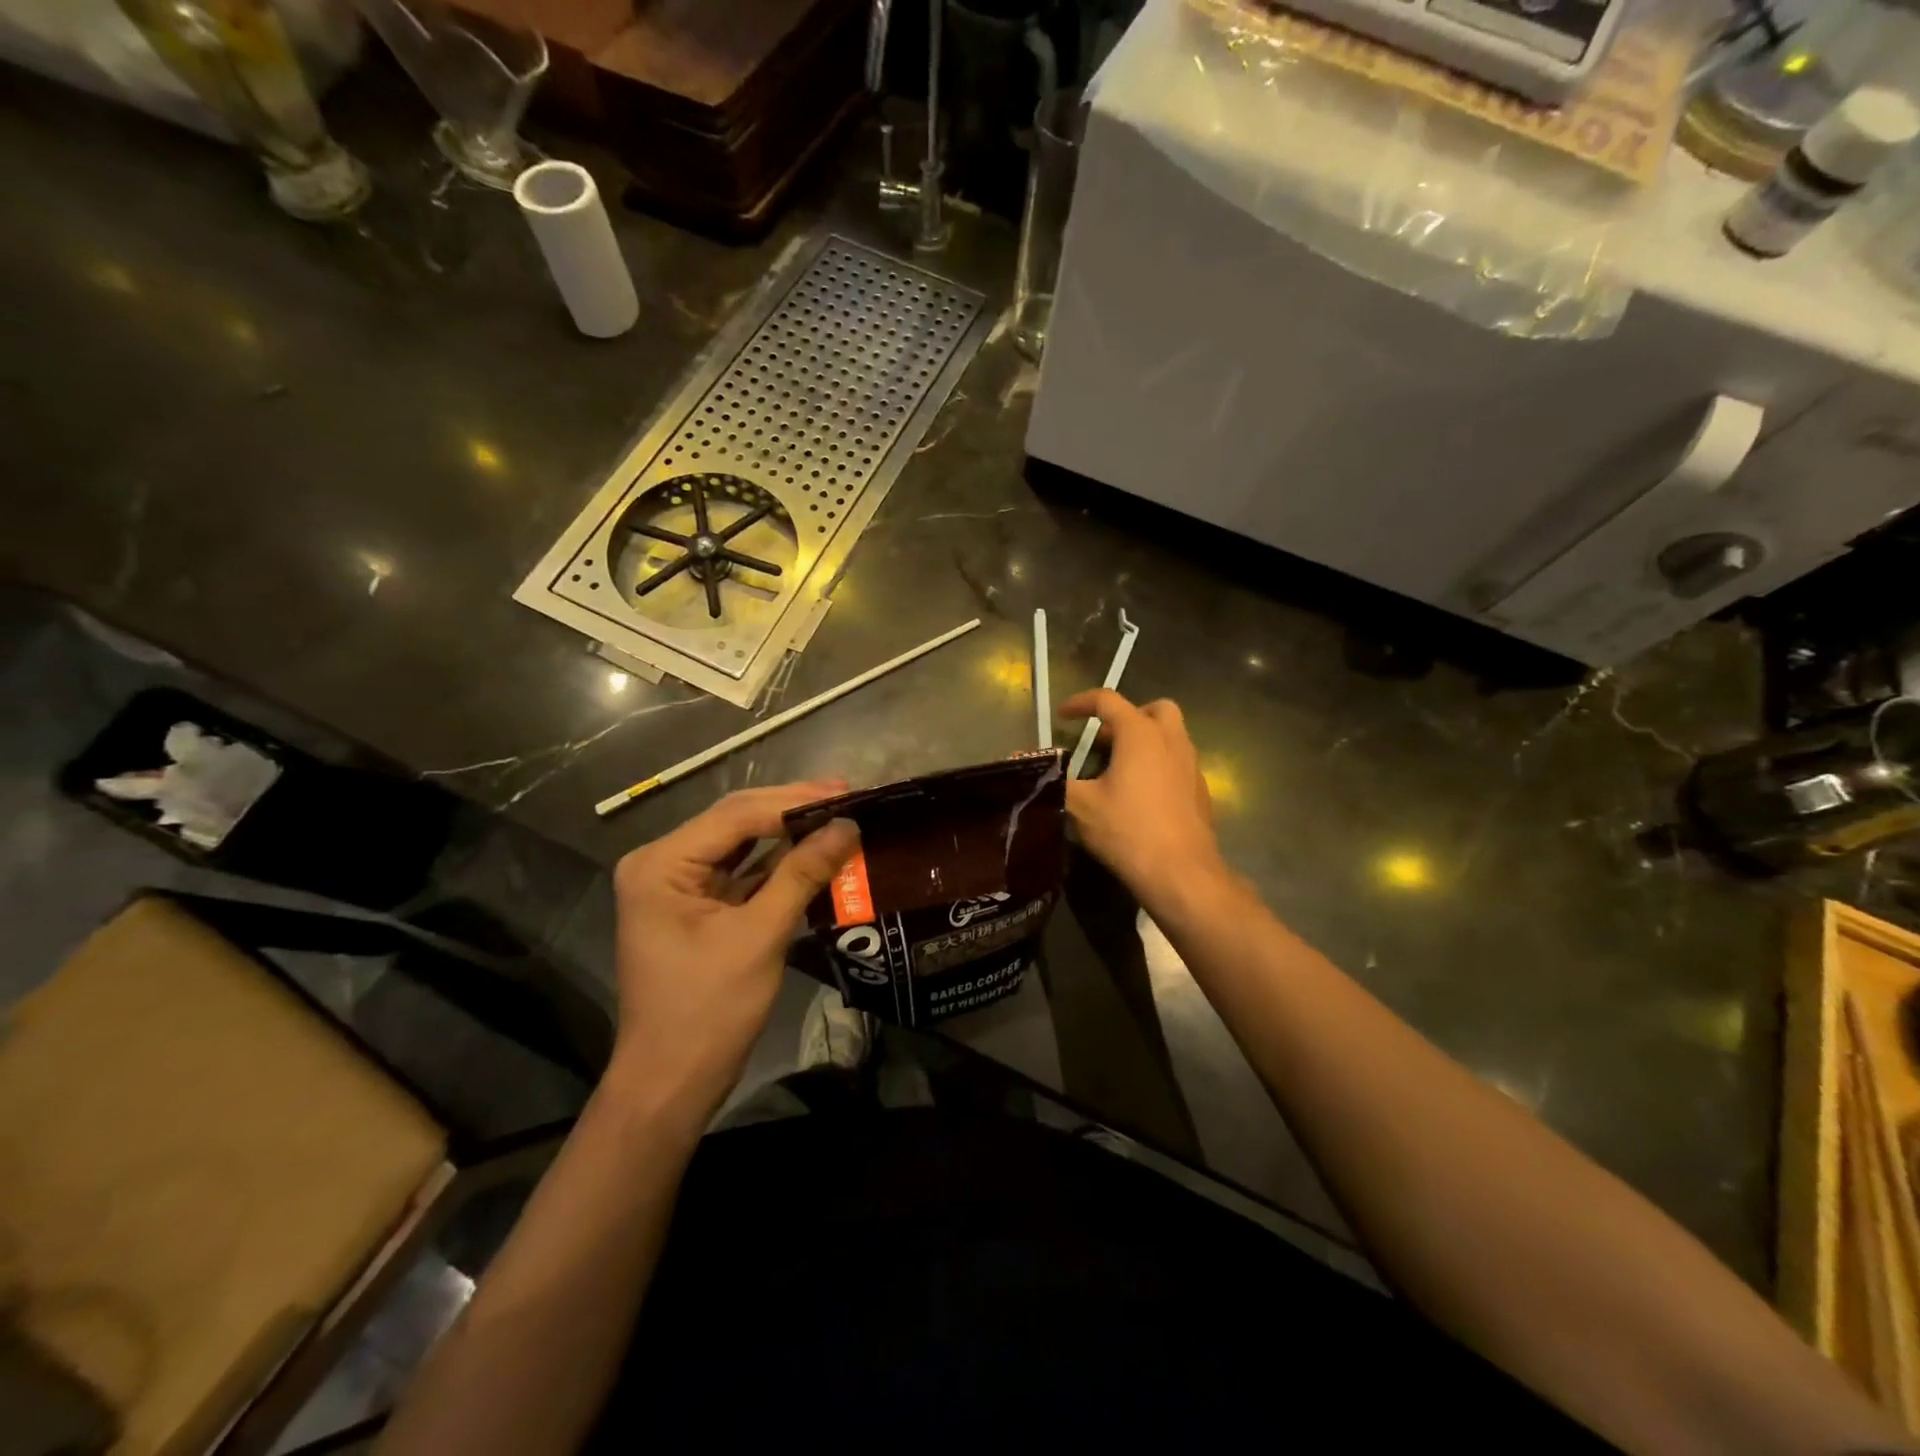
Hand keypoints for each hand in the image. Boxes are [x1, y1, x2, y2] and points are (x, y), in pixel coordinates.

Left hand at [609, 782, 858, 1125]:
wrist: (671, 1083)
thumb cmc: (709, 1011)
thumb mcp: (761, 936)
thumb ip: (802, 874)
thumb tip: (849, 826)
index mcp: (661, 864)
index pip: (736, 815)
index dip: (794, 801)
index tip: (847, 793)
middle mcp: (661, 863)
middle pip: (736, 821)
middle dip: (792, 808)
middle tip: (848, 794)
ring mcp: (676, 884)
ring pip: (740, 842)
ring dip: (788, 831)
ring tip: (838, 813)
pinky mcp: (693, 906)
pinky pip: (740, 871)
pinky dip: (776, 862)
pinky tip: (813, 849)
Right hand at [1059, 691, 1225, 905]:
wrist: (1181, 873)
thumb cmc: (1127, 830)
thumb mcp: (1080, 805)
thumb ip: (1053, 779)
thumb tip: (1023, 763)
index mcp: (1140, 734)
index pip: (1108, 700)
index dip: (1081, 703)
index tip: (1062, 716)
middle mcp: (1171, 741)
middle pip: (1154, 709)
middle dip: (1127, 716)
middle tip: (1104, 740)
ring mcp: (1191, 766)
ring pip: (1171, 736)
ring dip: (1144, 741)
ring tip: (1117, 768)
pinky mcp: (1200, 791)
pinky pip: (1178, 763)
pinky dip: (1158, 765)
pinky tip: (1141, 795)